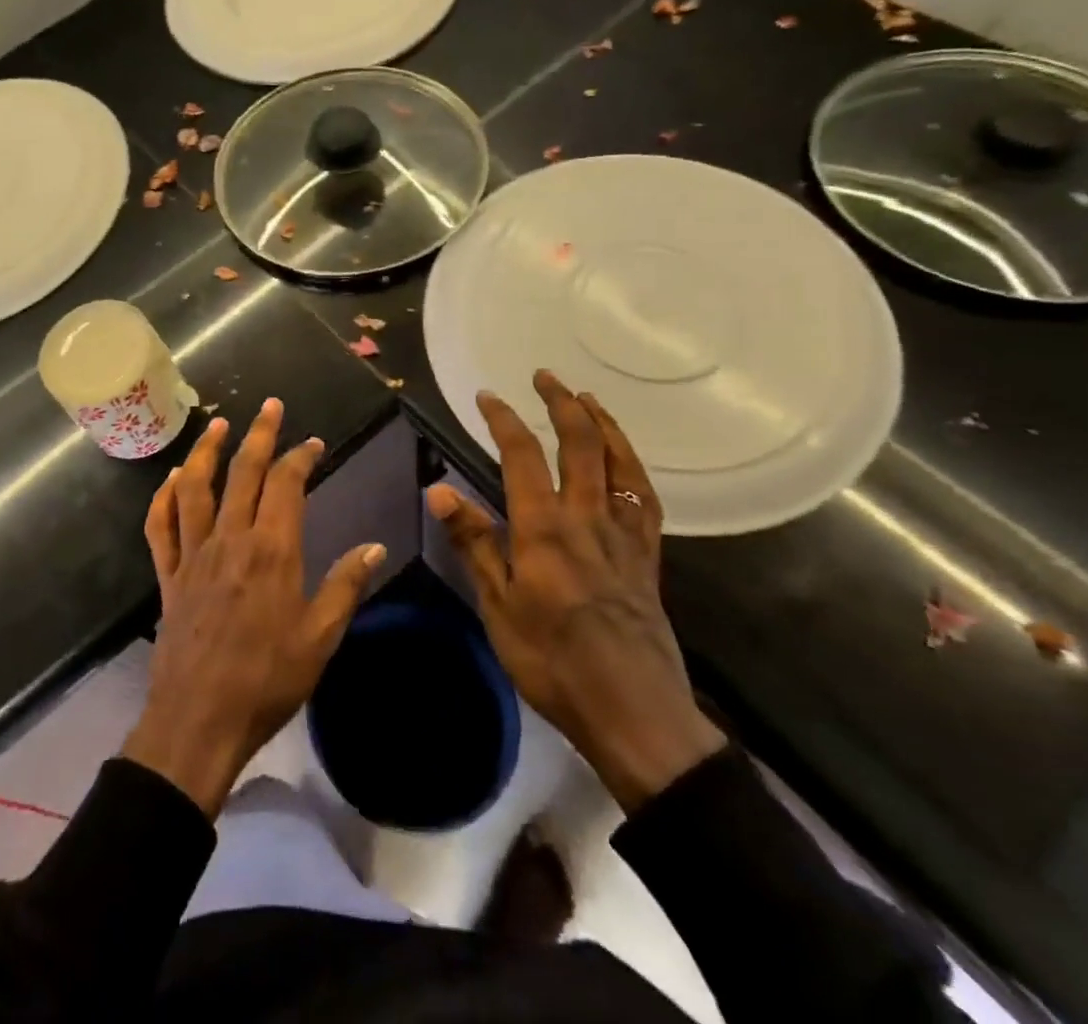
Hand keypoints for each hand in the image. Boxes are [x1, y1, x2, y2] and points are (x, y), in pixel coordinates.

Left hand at [123, 398, 385, 817]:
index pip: (286, 483)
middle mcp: (229, 539)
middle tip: (270, 405)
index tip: (314, 444)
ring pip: (195, 487)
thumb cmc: (267, 680)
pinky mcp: (168, 574)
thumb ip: (345, 586)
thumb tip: (375, 547)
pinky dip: (163, 498)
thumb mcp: (320, 638)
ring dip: (205, 451)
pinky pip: (160, 526)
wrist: (200, 720)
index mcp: (271, 550)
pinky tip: (172, 480)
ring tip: (217, 425)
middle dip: (259, 433)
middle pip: (242, 471)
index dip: (301, 456)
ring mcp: (192, 554)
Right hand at [427, 371, 724, 812]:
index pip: (522, 456)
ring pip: (619, 464)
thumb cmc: (553, 661)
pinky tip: (626, 461)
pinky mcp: (647, 558)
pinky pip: (645, 499)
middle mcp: (587, 518)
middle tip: (545, 376)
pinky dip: (634, 468)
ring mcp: (623, 536)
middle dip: (561, 403)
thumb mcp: (497, 606)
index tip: (487, 395)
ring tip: (587, 398)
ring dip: (603, 423)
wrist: (634, 712)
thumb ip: (473, 542)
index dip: (504, 419)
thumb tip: (439, 490)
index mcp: (544, 528)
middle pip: (579, 445)